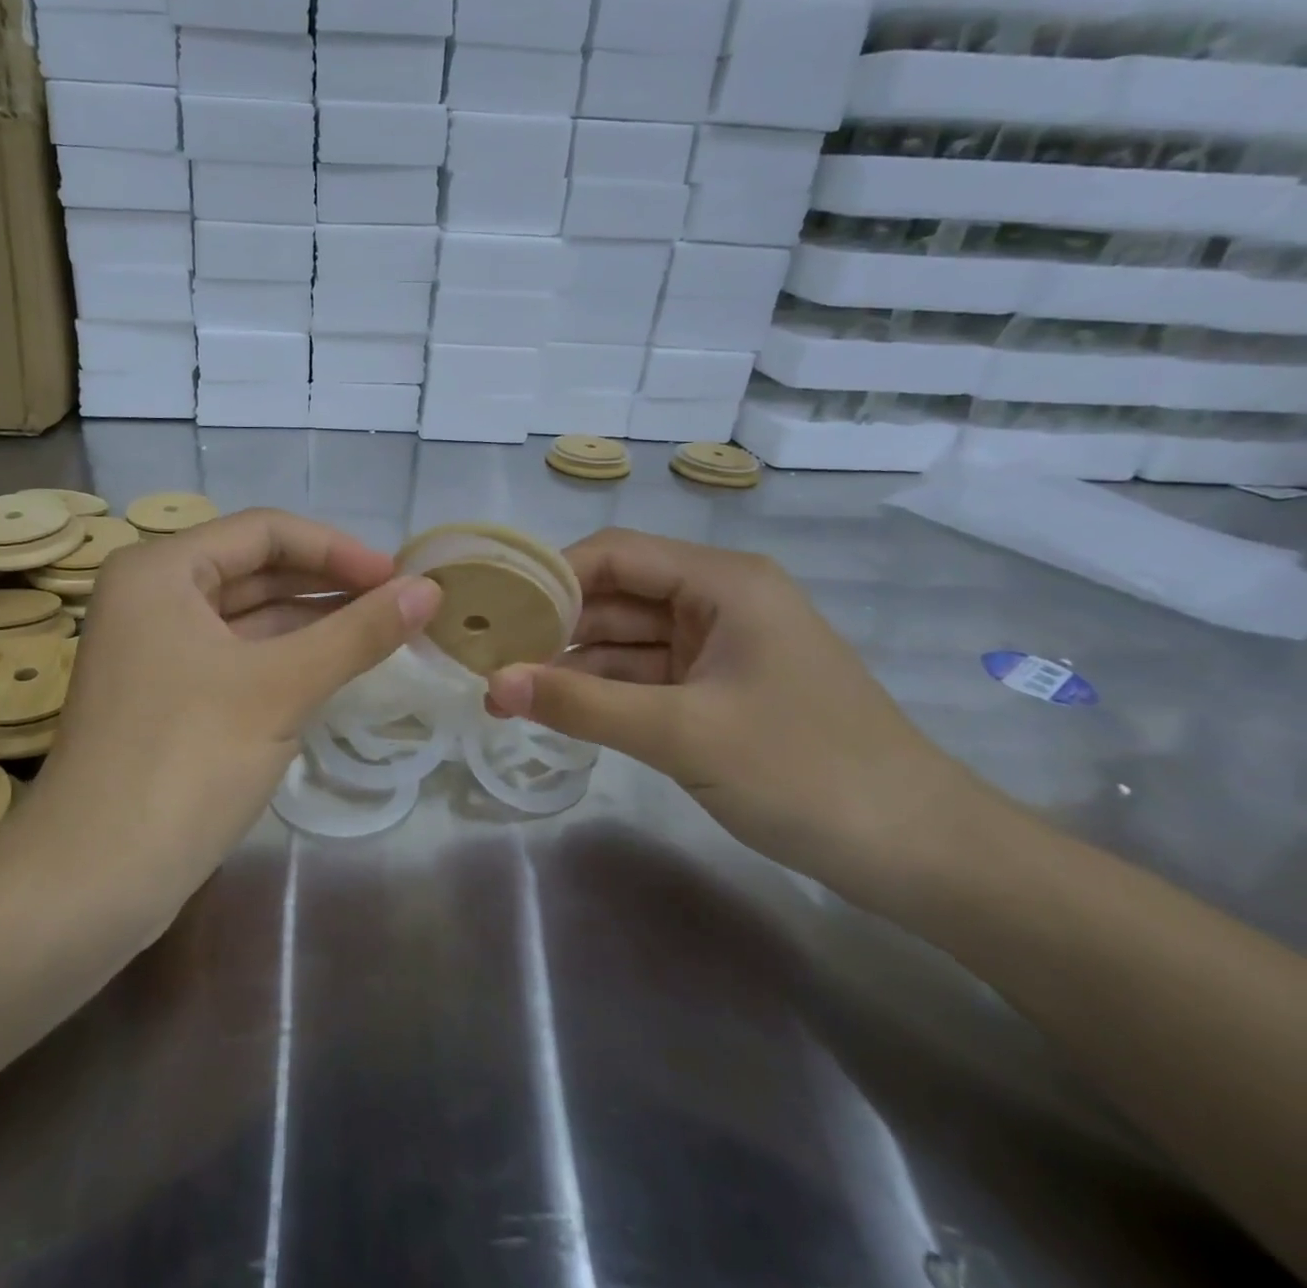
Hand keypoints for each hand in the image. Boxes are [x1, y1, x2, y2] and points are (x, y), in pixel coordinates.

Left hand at [35, 509, 440, 895]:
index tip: (398, 577)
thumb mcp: (281, 687)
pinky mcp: (167, 696)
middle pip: (256, 570)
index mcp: (160, 570)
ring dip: (313, 623)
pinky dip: (286, 658)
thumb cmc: (186, 761)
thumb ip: (359, 632)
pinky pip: (238, 657)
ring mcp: (155, 649)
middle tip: (399, 605)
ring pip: (249, 617)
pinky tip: (336, 667)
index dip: (338, 549)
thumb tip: (431, 589)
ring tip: (382, 633)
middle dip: (328, 585)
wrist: (94, 880)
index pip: (265, 531)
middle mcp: (151, 596)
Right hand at [485, 529, 976, 894]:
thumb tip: (493, 684)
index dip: (550, 576)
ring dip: (573, 664)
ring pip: (626, 641)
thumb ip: (582, 704)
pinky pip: (646, 678)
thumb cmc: (807, 771)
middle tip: (486, 658)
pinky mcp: (720, 691)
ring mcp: (720, 649)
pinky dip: (604, 692)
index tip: (492, 611)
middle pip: (616, 596)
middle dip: (554, 626)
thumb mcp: (682, 733)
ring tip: (506, 691)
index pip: (615, 554)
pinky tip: (557, 709)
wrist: (922, 853)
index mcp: (722, 582)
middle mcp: (718, 601)